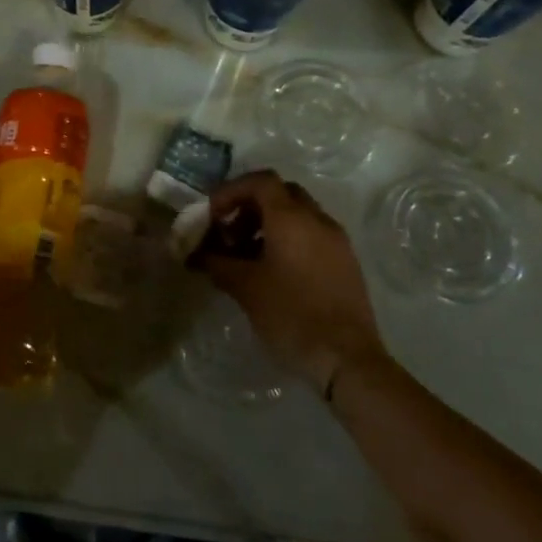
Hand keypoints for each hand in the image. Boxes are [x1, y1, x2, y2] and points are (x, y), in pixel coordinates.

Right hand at [204, 171, 387, 393]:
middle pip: (280, 193)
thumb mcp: (245, 287)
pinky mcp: (346, 263)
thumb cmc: (291, 314)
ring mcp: (336, 241)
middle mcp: (317, 220)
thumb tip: (194, 254)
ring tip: (247, 256)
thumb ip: (216, 263)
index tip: (214, 215)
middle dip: (250, 206)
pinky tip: (273, 272)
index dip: (232, 191)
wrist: (347, 359)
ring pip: (298, 215)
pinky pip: (312, 235)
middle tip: (230, 232)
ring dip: (269, 224)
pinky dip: (289, 240)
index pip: (260, 181)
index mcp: (292, 218)